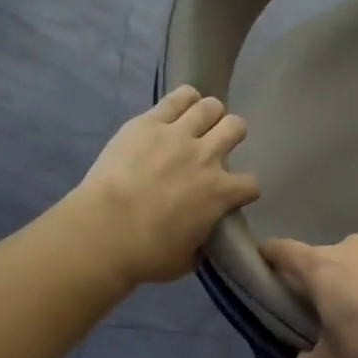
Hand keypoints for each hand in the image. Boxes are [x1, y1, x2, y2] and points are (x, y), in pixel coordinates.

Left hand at [71, 87, 261, 285]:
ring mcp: (178, 135)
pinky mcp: (149, 122)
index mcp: (221, 193)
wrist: (106, 231)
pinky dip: (185, 99)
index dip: (244, 189)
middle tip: (217, 146)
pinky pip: (178, 97)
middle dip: (232, 135)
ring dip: (210, 114)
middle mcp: (207, 157)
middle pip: (236, 128)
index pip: (251, 184)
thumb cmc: (148, 254)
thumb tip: (202, 238)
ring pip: (211, 106)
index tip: (232, 194)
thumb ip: (202, 244)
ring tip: (199, 123)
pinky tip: (182, 105)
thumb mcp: (187, 260)